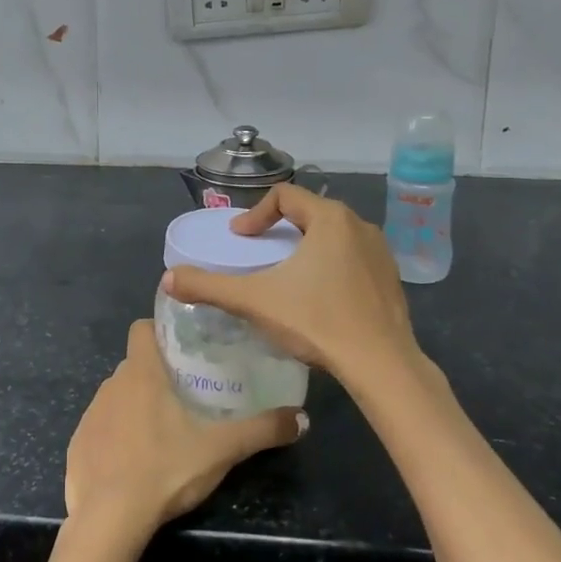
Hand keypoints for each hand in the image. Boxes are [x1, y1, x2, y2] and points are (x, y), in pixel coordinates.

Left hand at [65, 320, 304, 535]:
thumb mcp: (220, 450)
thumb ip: (261, 430)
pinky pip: (99, 428)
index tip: (182, 349)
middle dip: (156, 375)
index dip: (159, 332)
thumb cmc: (165, 469)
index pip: (141, 328)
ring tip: (162, 432)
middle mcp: (111, 384)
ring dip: (135, 406)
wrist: (108, 520)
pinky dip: (115, 437)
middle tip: (186, 396)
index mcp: (141, 373)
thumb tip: (302, 418)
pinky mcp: (77, 444)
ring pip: (117, 396)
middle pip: (134, 365)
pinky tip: (133, 463)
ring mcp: (90, 414)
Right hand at [162, 185, 426, 392]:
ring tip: (287, 274)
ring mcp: (380, 252)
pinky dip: (330, 266)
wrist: (381, 365)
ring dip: (306, 247)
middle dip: (280, 229)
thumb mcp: (255, 301)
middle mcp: (359, 225)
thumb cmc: (317, 322)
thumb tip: (169, 279)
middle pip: (310, 213)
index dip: (255, 214)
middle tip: (259, 253)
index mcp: (330, 219)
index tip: (240, 239)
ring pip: (333, 236)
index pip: (285, 196)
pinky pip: (352, 258)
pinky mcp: (391, 279)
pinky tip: (319, 297)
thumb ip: (209, 287)